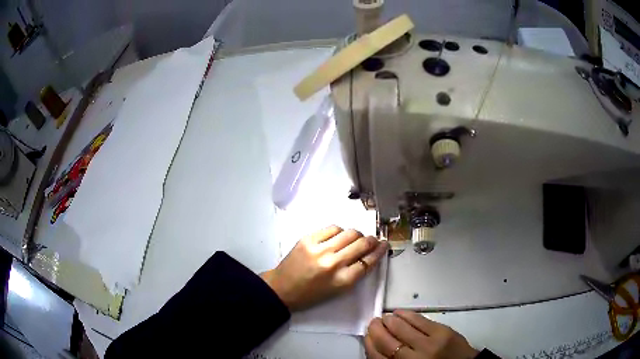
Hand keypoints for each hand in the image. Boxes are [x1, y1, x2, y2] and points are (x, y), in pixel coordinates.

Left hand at [260, 225, 388, 310]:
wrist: (282, 288)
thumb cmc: (312, 294)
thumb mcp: (337, 290)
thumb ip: (354, 273)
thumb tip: (369, 253)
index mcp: (342, 281)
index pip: (368, 262)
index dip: (380, 251)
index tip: (385, 244)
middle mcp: (333, 264)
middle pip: (362, 244)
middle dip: (371, 240)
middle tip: (372, 240)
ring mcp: (319, 249)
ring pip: (349, 233)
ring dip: (356, 235)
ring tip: (353, 239)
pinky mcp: (308, 239)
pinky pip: (332, 228)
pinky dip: (339, 231)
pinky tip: (337, 237)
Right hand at [365, 310, 478, 358]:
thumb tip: (377, 345)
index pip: (378, 357)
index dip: (370, 344)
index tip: (367, 336)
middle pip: (388, 341)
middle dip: (377, 329)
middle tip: (373, 323)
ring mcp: (429, 344)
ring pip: (401, 328)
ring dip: (389, 320)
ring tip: (385, 317)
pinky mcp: (442, 332)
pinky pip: (419, 320)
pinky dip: (406, 315)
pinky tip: (399, 312)